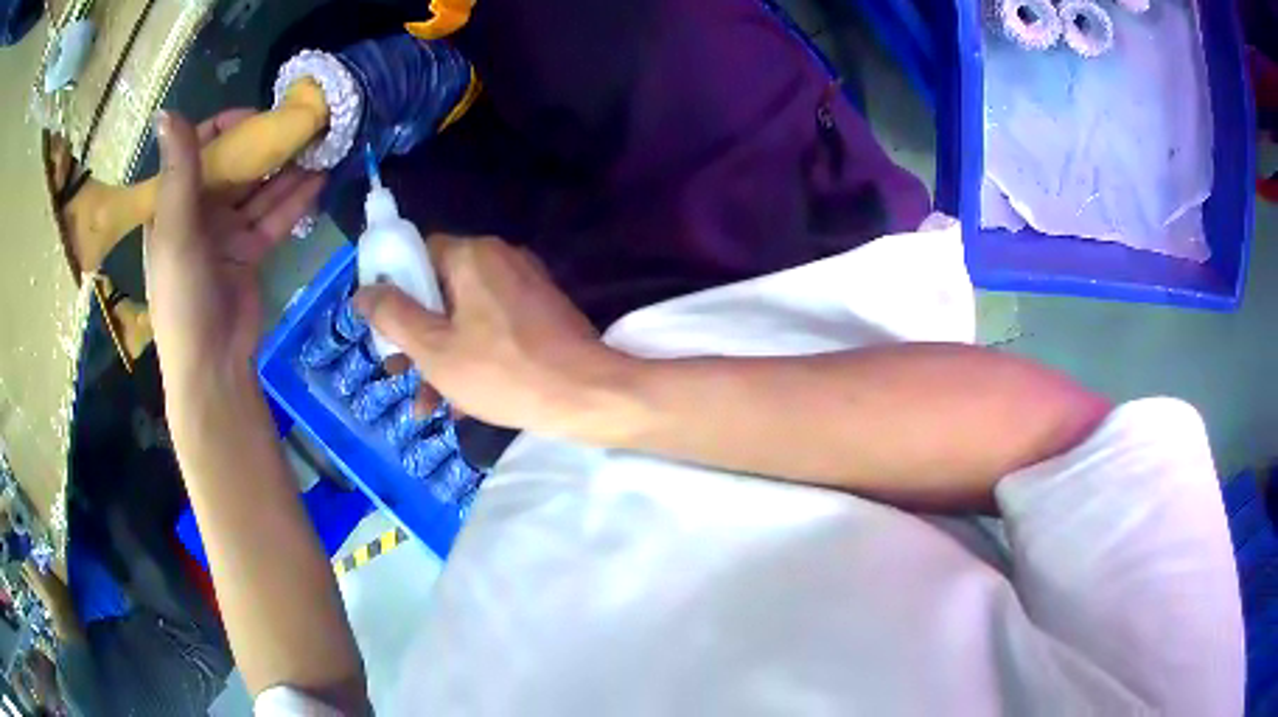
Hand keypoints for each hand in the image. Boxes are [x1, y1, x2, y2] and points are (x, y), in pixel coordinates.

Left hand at [144, 110, 325, 387]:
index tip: (260, 118)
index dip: (229, 128)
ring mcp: (225, 232)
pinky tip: (320, 180)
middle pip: (235, 165)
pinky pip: (273, 217)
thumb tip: (167, 110)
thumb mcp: (175, 230)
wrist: (212, 364)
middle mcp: (198, 212)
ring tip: (320, 145)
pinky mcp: (249, 252)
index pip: (201, 149)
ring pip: (258, 190)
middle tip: (301, 124)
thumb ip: (178, 170)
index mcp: (173, 203)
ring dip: (287, 169)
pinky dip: (295, 200)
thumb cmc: (182, 297)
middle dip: (265, 144)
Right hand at [354, 236, 630, 433]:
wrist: (587, 395)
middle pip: (440, 289)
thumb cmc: (503, 372)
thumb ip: (392, 316)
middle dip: (415, 335)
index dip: (394, 288)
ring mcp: (525, 286)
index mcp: (472, 255)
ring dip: (440, 356)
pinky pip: (493, 328)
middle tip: (397, 370)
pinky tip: (459, 404)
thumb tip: (362, 292)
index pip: (418, 255)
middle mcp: (500, 259)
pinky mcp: (542, 313)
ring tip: (424, 403)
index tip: (383, 326)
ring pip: (465, 316)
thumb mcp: (434, 349)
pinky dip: (473, 357)